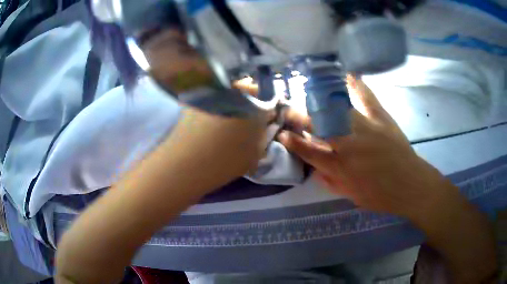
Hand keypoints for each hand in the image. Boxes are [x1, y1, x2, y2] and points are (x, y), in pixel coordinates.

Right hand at [278, 76, 449, 222]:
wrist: (411, 185)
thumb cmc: (381, 195)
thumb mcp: (352, 196)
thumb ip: (332, 181)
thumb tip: (315, 169)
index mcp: (341, 168)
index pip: (309, 152)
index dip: (293, 143)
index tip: (281, 133)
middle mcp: (349, 145)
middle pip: (319, 126)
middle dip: (300, 117)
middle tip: (289, 111)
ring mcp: (366, 128)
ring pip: (336, 110)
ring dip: (319, 101)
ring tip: (309, 93)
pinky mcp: (381, 118)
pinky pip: (366, 98)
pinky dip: (356, 85)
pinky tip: (347, 75)